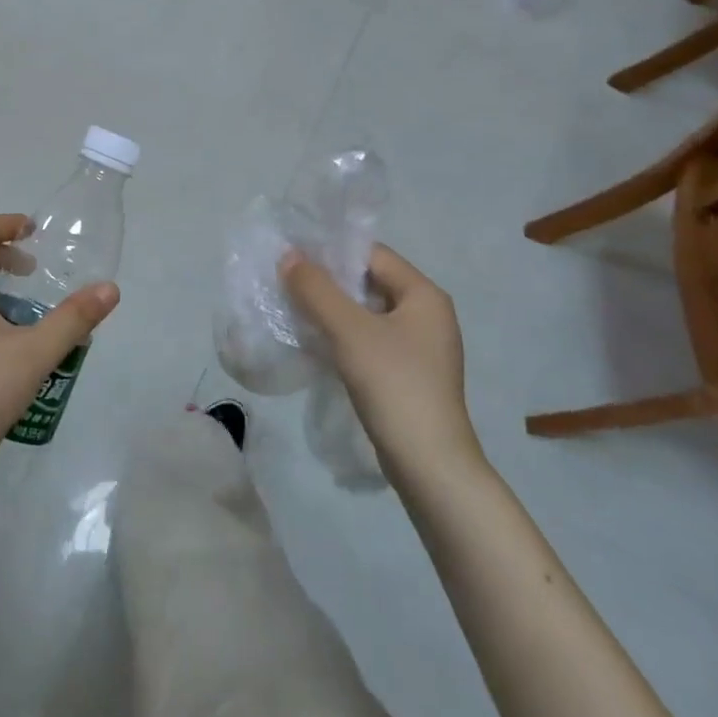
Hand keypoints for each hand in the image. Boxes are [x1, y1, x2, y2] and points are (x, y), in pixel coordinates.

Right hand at [280, 244, 479, 471]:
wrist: (430, 465)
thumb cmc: (394, 384)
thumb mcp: (349, 330)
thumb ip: (316, 289)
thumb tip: (288, 256)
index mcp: (424, 294)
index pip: (373, 254)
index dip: (332, 251)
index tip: (293, 255)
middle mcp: (427, 314)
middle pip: (369, 282)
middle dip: (328, 281)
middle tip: (287, 281)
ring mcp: (419, 347)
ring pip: (366, 313)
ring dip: (332, 309)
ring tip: (293, 308)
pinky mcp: (408, 374)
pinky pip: (369, 340)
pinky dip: (342, 335)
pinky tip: (314, 342)